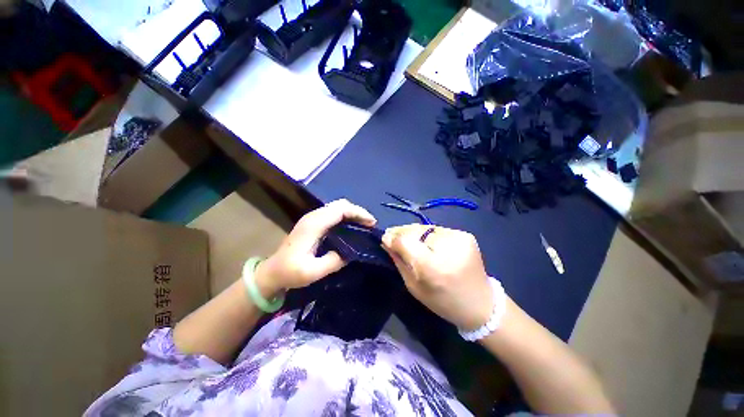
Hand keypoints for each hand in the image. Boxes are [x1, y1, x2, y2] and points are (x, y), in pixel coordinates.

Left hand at [255, 199, 375, 297]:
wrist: (271, 272)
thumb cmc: (289, 272)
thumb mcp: (312, 271)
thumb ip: (334, 261)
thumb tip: (352, 253)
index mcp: (314, 224)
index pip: (340, 209)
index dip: (358, 213)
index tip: (372, 223)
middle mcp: (313, 216)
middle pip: (340, 204)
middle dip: (358, 211)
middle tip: (370, 224)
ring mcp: (312, 218)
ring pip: (337, 207)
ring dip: (352, 213)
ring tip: (365, 225)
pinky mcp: (313, 223)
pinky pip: (333, 213)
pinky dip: (346, 217)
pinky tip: (352, 227)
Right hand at [382, 225, 494, 329]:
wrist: (481, 304)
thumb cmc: (443, 302)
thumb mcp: (414, 287)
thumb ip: (399, 262)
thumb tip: (387, 242)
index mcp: (433, 267)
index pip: (405, 241)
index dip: (393, 238)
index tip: (384, 238)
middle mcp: (447, 247)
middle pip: (415, 230)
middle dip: (401, 232)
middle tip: (392, 234)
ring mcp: (458, 238)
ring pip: (425, 227)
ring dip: (414, 232)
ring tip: (407, 237)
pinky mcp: (465, 235)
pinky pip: (437, 230)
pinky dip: (428, 234)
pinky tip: (426, 242)